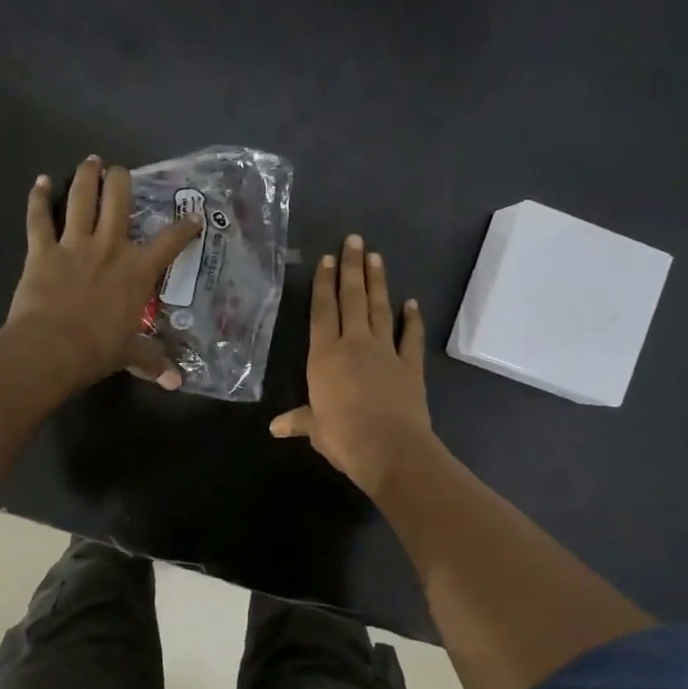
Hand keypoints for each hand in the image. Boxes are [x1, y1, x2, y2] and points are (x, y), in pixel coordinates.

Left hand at [6, 157, 203, 393]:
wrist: (52, 349)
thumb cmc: (98, 350)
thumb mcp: (131, 354)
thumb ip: (153, 361)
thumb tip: (175, 382)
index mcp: (138, 270)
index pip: (171, 241)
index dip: (185, 226)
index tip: (194, 216)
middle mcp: (110, 246)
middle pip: (119, 200)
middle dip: (122, 180)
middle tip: (121, 171)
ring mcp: (74, 244)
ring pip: (82, 198)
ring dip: (86, 176)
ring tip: (91, 161)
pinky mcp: (42, 249)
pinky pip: (40, 217)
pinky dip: (39, 198)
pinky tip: (40, 181)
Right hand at [270, 234, 438, 494]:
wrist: (389, 448)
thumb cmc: (343, 436)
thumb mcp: (315, 428)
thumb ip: (299, 420)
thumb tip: (275, 427)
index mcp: (325, 356)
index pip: (322, 311)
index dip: (323, 283)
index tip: (327, 258)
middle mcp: (354, 344)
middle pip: (352, 298)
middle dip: (352, 268)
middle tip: (354, 240)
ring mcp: (385, 352)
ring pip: (379, 309)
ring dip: (378, 282)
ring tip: (375, 256)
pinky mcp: (410, 365)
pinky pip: (410, 337)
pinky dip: (412, 319)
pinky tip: (412, 303)